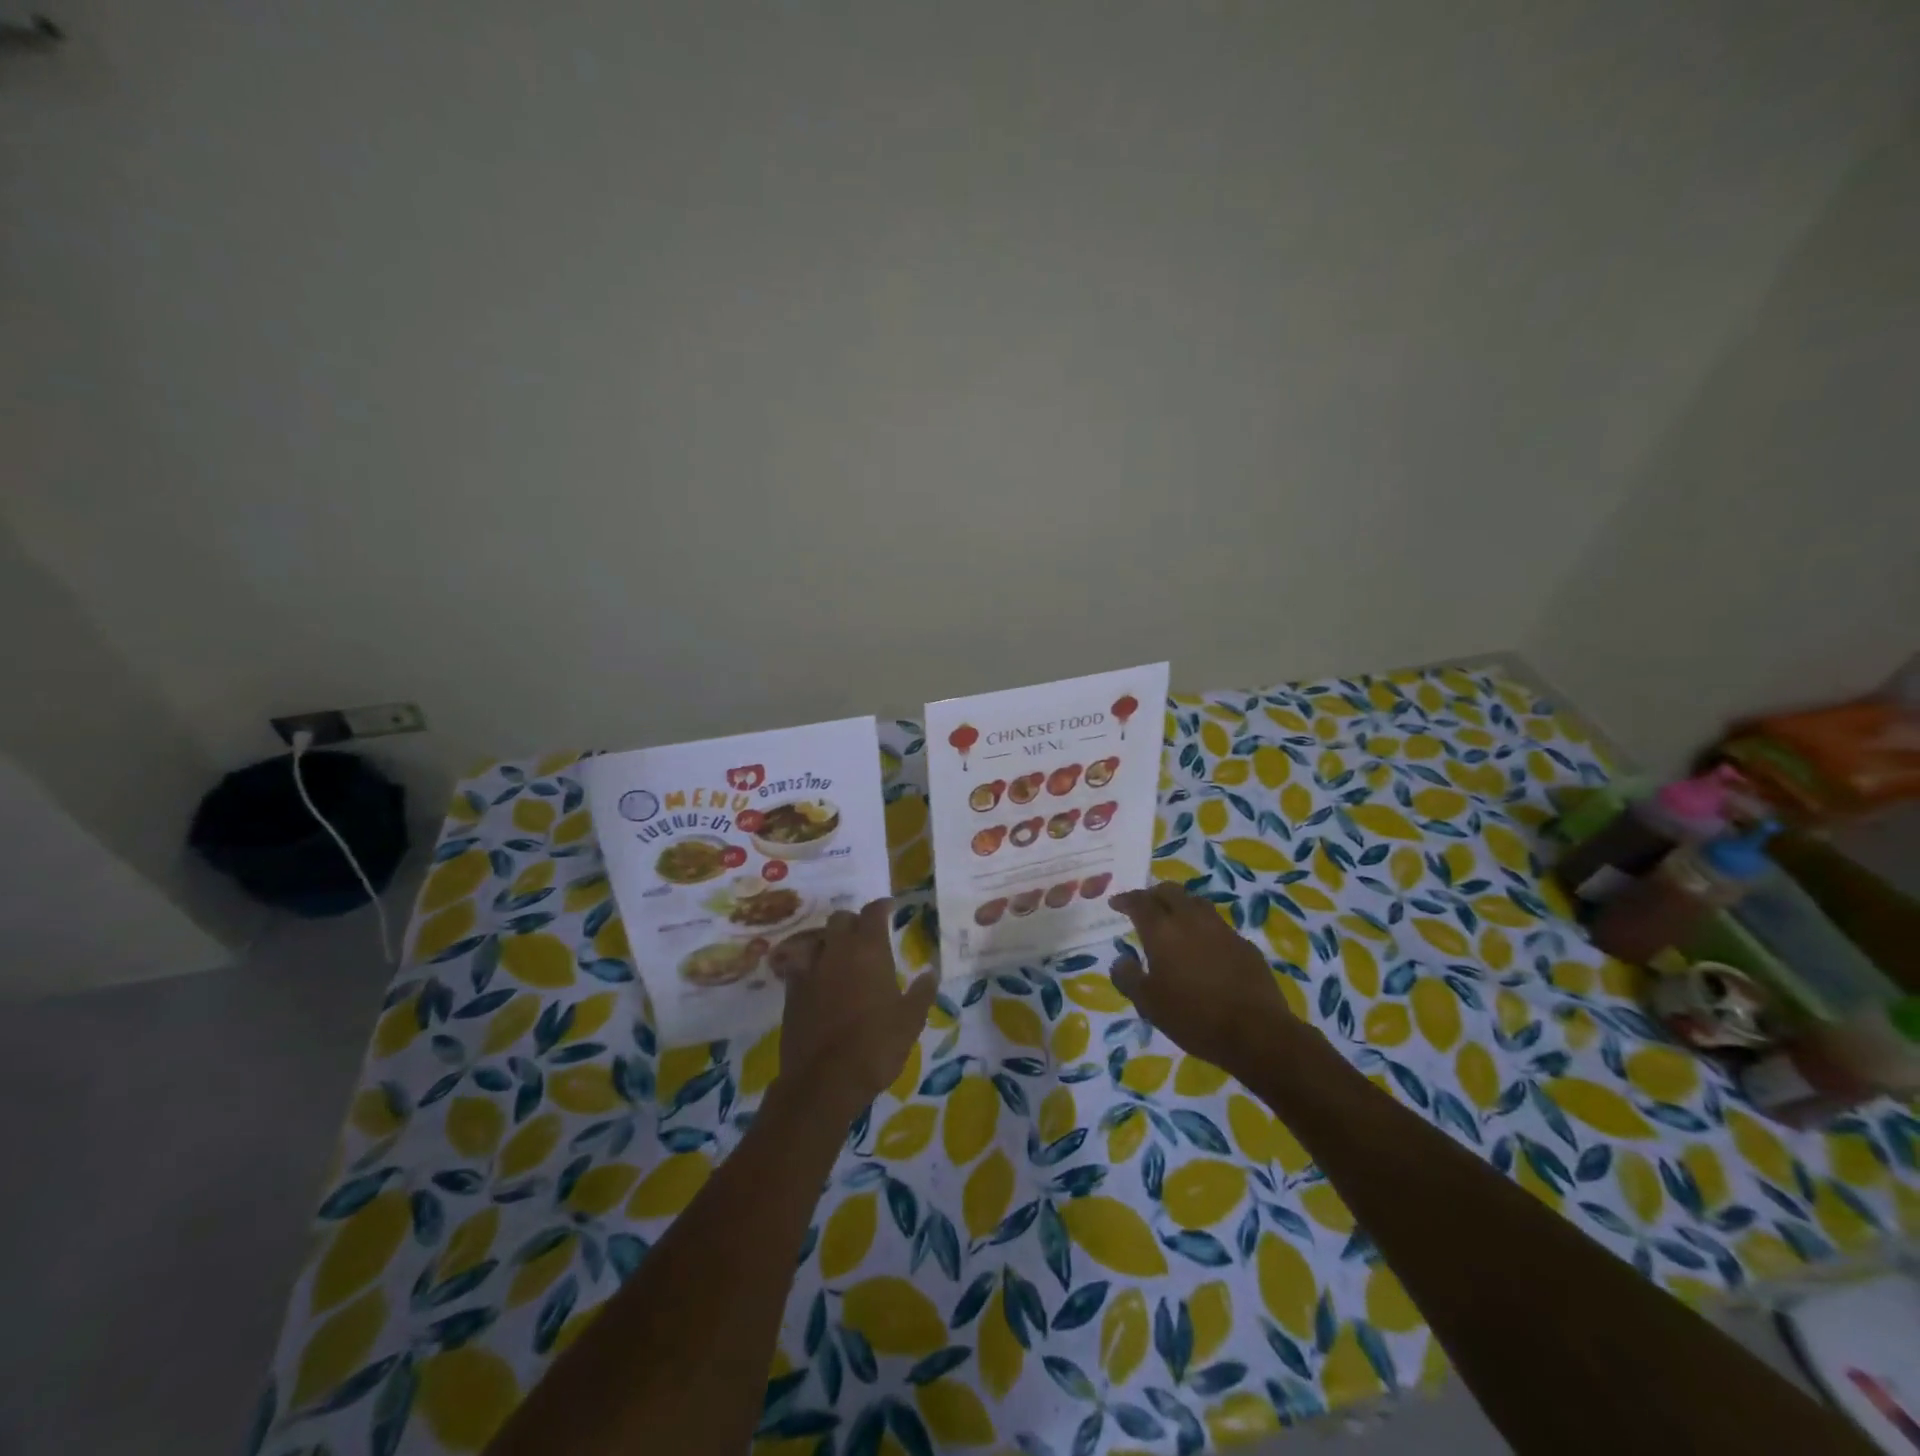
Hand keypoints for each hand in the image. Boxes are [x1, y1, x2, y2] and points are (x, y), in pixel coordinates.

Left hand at [776, 898, 937, 1117]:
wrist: (824, 1080)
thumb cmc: (876, 1046)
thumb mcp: (910, 1021)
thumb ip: (921, 992)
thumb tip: (930, 972)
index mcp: (869, 950)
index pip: (873, 913)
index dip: (882, 907)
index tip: (890, 908)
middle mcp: (837, 951)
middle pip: (840, 919)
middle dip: (854, 922)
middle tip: (866, 935)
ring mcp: (809, 970)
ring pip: (816, 939)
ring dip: (829, 940)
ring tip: (838, 954)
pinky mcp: (791, 992)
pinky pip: (798, 965)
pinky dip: (809, 965)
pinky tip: (817, 979)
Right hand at [1109, 882, 1299, 1073]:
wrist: (1256, 1031)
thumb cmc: (1193, 1017)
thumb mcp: (1148, 1004)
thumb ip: (1128, 978)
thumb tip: (1121, 960)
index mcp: (1162, 931)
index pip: (1139, 902)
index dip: (1125, 899)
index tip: (1116, 903)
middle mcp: (1190, 919)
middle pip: (1169, 891)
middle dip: (1153, 894)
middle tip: (1144, 906)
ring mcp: (1221, 929)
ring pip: (1196, 902)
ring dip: (1180, 905)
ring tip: (1174, 920)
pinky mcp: (1244, 943)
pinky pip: (1217, 924)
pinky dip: (1203, 927)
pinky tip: (1203, 946)